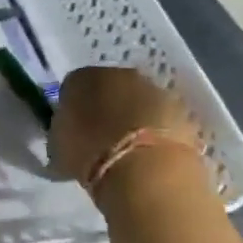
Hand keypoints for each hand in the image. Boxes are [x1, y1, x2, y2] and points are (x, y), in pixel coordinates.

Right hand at [49, 65, 204, 199]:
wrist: (144, 168)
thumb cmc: (89, 152)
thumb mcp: (58, 145)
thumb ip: (63, 132)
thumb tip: (68, 133)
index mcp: (84, 77)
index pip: (74, 86)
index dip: (73, 108)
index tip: (73, 130)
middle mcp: (121, 74)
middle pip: (110, 89)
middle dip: (107, 109)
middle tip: (101, 139)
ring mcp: (157, 91)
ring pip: (140, 103)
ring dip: (135, 120)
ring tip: (129, 152)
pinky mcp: (184, 113)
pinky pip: (162, 122)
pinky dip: (157, 135)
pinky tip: (150, 157)